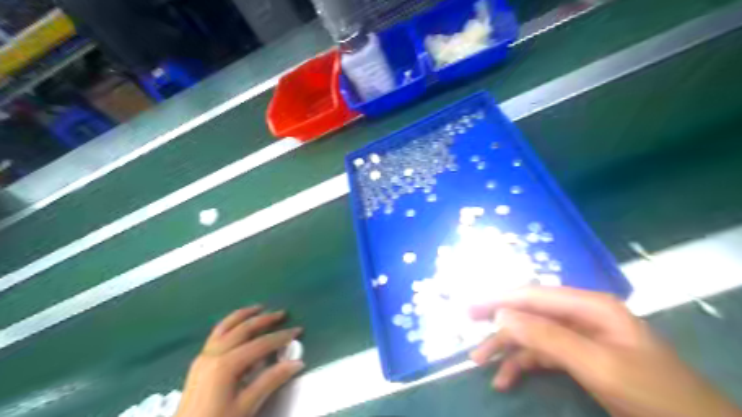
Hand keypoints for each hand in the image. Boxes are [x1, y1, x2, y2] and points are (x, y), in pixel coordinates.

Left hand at [176, 306, 303, 416]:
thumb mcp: (246, 406)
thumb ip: (270, 381)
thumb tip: (296, 362)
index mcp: (226, 364)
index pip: (260, 344)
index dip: (281, 337)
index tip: (298, 330)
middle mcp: (213, 354)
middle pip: (243, 329)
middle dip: (264, 319)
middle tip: (282, 313)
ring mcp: (203, 357)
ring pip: (225, 327)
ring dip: (244, 316)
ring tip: (258, 308)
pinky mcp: (198, 363)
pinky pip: (216, 334)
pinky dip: (230, 324)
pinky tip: (236, 326)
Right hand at [469, 287, 741, 416]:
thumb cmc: (652, 394)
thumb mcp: (598, 365)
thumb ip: (548, 337)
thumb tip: (501, 315)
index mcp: (589, 306)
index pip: (533, 295)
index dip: (498, 299)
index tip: (470, 307)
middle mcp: (581, 315)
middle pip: (529, 312)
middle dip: (498, 322)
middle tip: (467, 324)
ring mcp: (580, 336)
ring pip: (532, 334)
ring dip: (506, 348)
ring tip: (480, 363)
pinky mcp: (580, 357)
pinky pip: (543, 354)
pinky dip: (522, 365)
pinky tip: (506, 379)